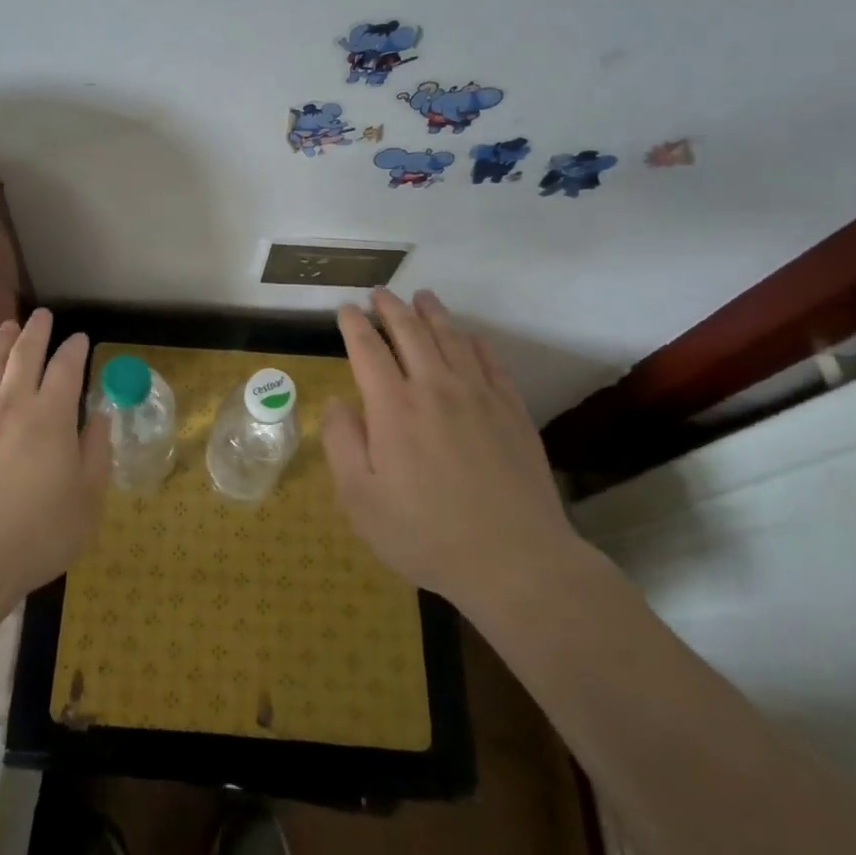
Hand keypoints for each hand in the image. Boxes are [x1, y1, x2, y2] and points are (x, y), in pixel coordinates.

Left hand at [0, 309, 109, 598]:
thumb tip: (101, 415)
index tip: (79, 338)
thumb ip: (96, 452)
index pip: (66, 368)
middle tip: (42, 315)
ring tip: (8, 327)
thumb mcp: (87, 500)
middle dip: (36, 331)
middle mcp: (12, 404)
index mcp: (51, 417)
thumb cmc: (37, 534)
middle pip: (24, 355)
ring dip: (0, 342)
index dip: (74, 349)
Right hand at [322, 287, 581, 607]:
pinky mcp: (512, 411)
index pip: (368, 349)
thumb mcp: (360, 499)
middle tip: (379, 293)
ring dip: (432, 313)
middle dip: (390, 307)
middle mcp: (435, 388)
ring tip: (422, 296)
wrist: (515, 561)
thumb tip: (340, 402)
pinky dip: (475, 341)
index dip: (353, 325)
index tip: (345, 310)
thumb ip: (342, 443)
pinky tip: (469, 336)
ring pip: (452, 338)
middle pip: (410, 332)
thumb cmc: (425, 534)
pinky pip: (491, 361)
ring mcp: (479, 396)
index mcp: (393, 407)